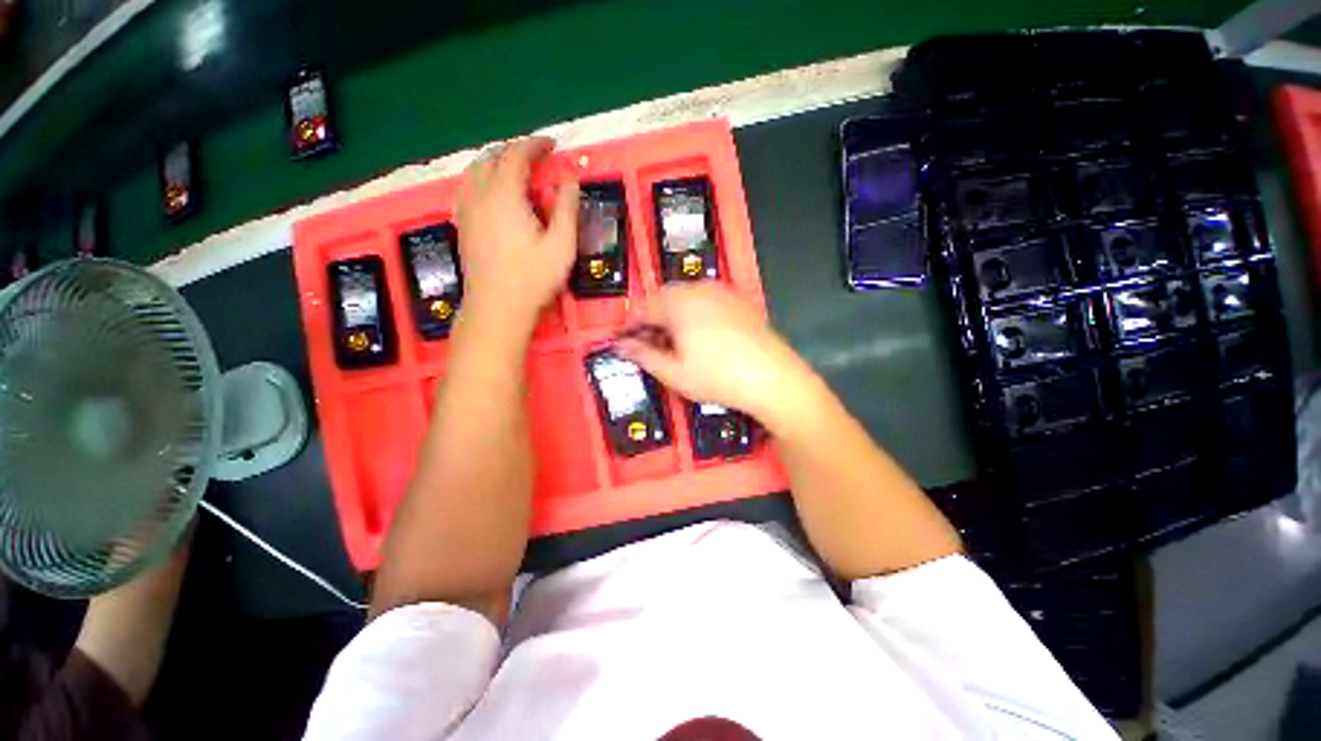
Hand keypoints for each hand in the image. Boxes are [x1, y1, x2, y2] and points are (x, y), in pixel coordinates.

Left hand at [455, 137, 578, 341]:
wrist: (497, 307)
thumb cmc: (533, 278)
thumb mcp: (562, 245)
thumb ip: (567, 209)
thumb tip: (571, 181)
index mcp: (505, 195)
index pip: (517, 155)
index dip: (535, 145)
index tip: (552, 145)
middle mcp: (480, 195)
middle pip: (492, 158)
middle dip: (515, 151)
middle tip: (536, 158)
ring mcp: (466, 210)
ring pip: (474, 171)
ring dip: (495, 162)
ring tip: (514, 170)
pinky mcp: (462, 225)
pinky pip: (466, 188)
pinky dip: (481, 179)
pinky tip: (490, 192)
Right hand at [617, 283, 819, 430]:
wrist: (772, 378)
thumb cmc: (717, 378)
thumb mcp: (674, 372)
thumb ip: (644, 356)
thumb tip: (622, 346)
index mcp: (678, 304)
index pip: (642, 308)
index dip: (629, 324)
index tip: (621, 339)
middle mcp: (698, 289)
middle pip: (663, 297)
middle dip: (651, 317)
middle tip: (646, 342)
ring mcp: (722, 292)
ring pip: (685, 297)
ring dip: (671, 314)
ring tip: (671, 340)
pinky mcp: (739, 300)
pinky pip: (706, 299)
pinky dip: (693, 312)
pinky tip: (698, 333)